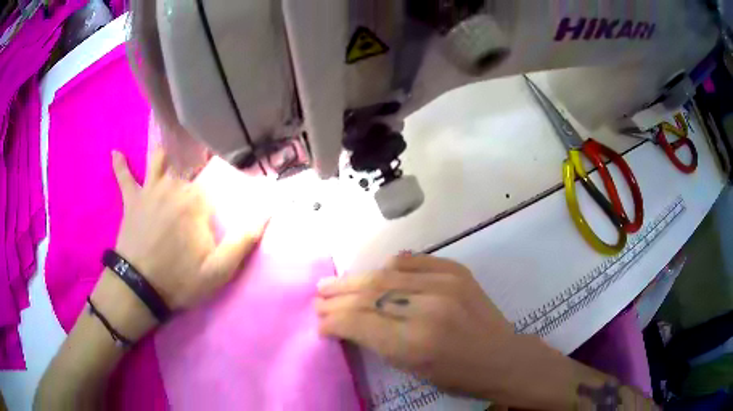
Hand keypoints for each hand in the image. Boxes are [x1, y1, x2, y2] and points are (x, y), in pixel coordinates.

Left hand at [103, 148, 264, 321]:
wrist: (140, 289)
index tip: (232, 173)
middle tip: (203, 154)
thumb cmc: (180, 280)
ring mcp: (149, 189)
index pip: (217, 178)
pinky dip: (120, 165)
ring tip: (170, 140)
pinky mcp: (131, 199)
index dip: (225, 176)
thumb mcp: (219, 270)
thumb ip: (244, 240)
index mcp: (196, 200)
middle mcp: (173, 185)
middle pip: (189, 164)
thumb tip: (268, 211)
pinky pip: (124, 177)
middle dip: (198, 159)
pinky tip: (116, 152)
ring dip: (165, 152)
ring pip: (158, 159)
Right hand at [316, 254, 517, 397]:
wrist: (502, 357)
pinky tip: (376, 272)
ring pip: (386, 274)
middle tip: (318, 296)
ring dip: (355, 279)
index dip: (333, 320)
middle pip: (369, 295)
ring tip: (334, 282)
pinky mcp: (456, 271)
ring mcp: (445, 284)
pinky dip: (390, 266)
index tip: (320, 322)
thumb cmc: (456, 376)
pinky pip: (413, 262)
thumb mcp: (411, 369)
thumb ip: (377, 342)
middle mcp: (427, 309)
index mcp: (415, 343)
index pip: (359, 322)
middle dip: (337, 296)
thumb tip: (346, 322)